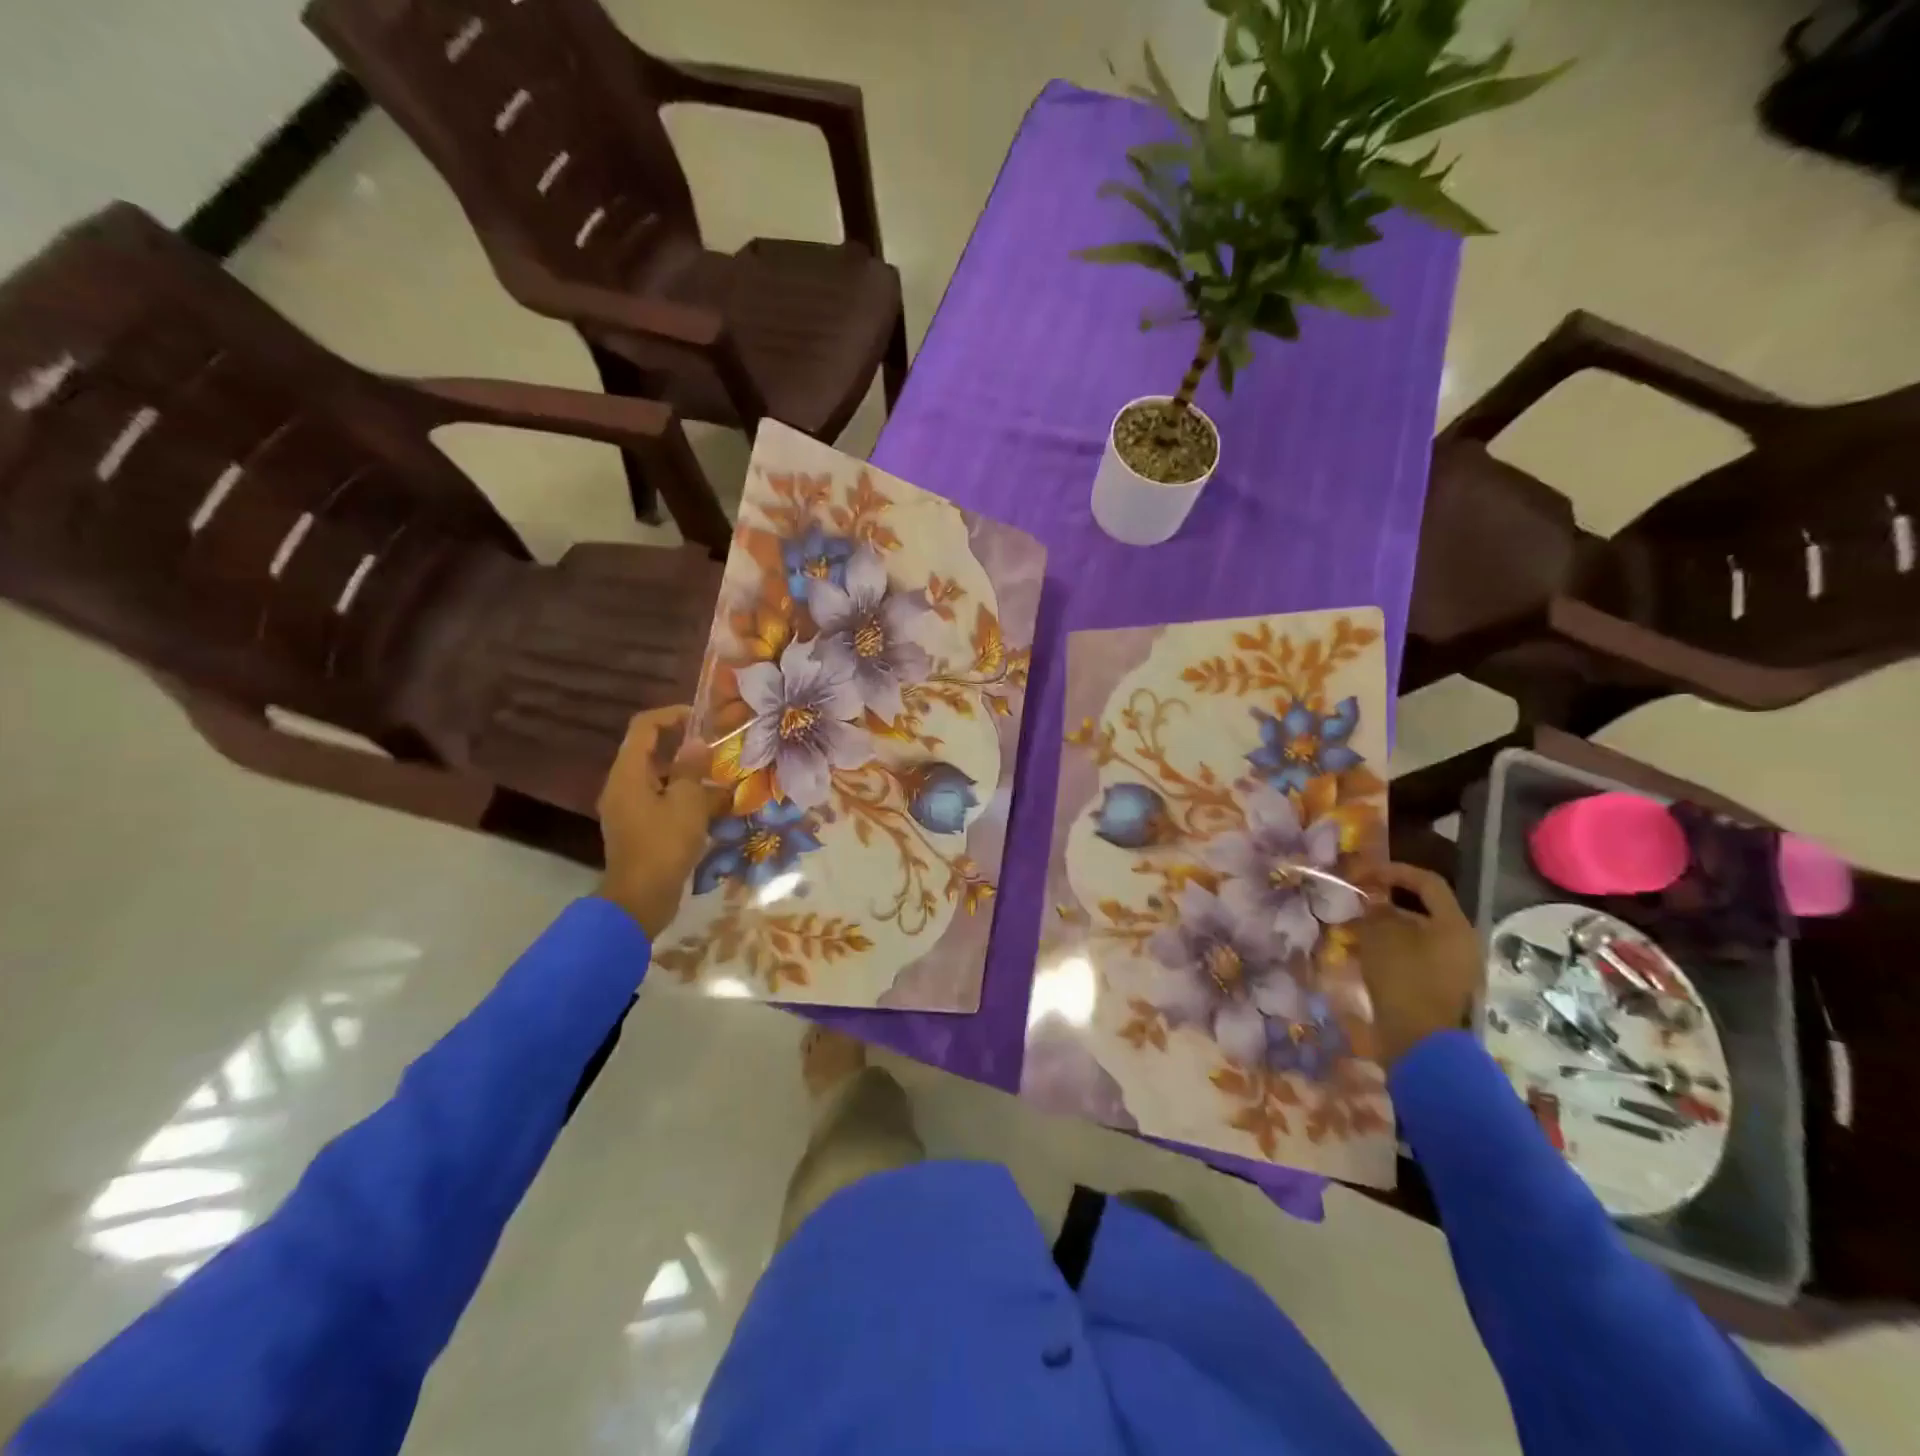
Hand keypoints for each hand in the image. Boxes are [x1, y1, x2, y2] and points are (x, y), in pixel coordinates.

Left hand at [598, 706, 711, 938]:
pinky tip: (711, 807)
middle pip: (650, 751)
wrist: (640, 899)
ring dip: (687, 774)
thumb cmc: (664, 845)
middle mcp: (622, 785)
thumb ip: (691, 769)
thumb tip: (696, 743)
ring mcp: (628, 808)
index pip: (644, 727)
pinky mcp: (638, 828)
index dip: (672, 715)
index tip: (702, 720)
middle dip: (684, 746)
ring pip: (658, 778)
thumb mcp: (687, 803)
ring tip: (721, 777)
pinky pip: (661, 801)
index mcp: (628, 773)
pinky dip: (683, 797)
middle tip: (717, 748)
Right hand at [1356, 862, 1481, 1067]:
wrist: (1418, 1041)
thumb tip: (1376, 902)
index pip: (1428, 883)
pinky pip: (1415, 958)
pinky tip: (1364, 955)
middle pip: (1423, 911)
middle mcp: (1461, 943)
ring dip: (1386, 928)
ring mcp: (1454, 969)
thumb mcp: (1381, 936)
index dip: (1395, 872)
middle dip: (1387, 903)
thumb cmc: (1403, 979)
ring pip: (1416, 936)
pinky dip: (1391, 951)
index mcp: (1454, 926)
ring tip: (1354, 929)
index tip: (1364, 874)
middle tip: (1358, 903)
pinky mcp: (1440, 988)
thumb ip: (1378, 911)